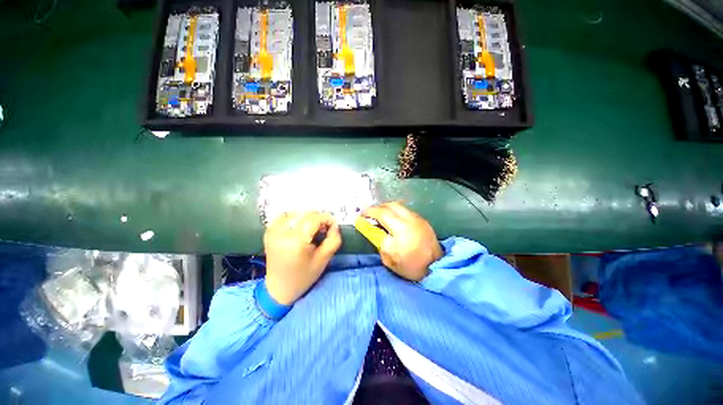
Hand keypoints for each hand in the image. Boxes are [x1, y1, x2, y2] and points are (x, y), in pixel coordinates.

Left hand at [264, 212, 341, 304]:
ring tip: (312, 229)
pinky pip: (285, 216)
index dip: (327, 219)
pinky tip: (300, 227)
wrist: (279, 288)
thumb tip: (334, 225)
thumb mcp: (324, 259)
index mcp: (295, 241)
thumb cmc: (304, 276)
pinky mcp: (269, 231)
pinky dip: (295, 218)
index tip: (333, 225)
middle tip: (323, 229)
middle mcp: (282, 232)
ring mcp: (273, 231)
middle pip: (305, 213)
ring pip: (295, 212)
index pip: (314, 218)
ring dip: (307, 217)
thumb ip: (333, 239)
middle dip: (318, 218)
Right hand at [362, 202, 442, 281]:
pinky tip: (393, 220)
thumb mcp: (389, 258)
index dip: (369, 212)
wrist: (437, 268)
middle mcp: (410, 219)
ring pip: (399, 206)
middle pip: (391, 205)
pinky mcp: (423, 220)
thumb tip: (372, 228)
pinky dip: (396, 212)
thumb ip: (379, 240)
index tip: (361, 215)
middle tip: (370, 215)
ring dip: (387, 209)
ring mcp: (418, 218)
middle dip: (378, 207)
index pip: (382, 214)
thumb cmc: (411, 266)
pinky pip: (406, 211)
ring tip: (381, 217)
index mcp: (401, 229)